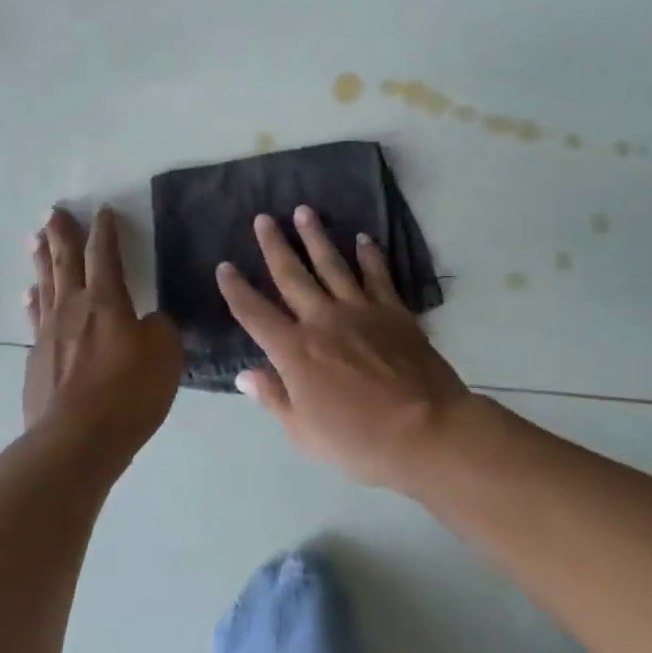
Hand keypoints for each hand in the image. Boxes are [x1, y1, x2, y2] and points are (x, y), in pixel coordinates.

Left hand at [23, 206, 181, 464]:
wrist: (74, 442)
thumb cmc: (127, 394)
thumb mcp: (165, 356)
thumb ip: (160, 330)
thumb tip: (148, 322)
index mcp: (106, 302)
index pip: (104, 255)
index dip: (105, 232)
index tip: (102, 211)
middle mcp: (72, 309)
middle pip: (65, 261)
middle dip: (62, 234)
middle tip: (54, 211)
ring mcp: (48, 334)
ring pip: (45, 285)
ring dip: (42, 260)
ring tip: (35, 239)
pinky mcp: (36, 360)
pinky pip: (35, 318)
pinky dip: (34, 302)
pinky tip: (31, 296)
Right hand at [216, 207, 472, 487]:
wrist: (426, 431)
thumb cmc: (359, 441)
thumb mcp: (304, 432)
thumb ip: (273, 398)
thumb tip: (245, 373)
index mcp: (294, 351)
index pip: (254, 313)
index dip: (236, 290)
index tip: (224, 267)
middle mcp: (322, 320)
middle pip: (291, 275)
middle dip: (274, 245)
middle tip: (263, 218)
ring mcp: (360, 310)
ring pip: (332, 264)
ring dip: (316, 237)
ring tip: (304, 211)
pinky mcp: (393, 311)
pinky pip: (377, 275)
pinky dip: (369, 255)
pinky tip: (363, 238)